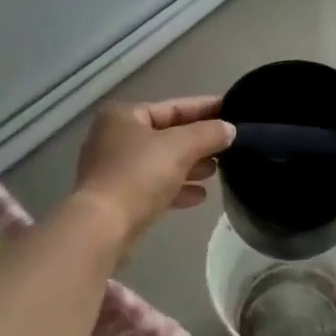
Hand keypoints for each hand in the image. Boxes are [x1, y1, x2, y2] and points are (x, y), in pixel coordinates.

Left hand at [73, 96, 236, 243]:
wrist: (103, 229)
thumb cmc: (139, 176)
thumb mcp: (180, 147)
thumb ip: (208, 134)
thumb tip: (229, 129)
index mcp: (124, 117)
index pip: (173, 107)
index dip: (205, 108)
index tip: (232, 110)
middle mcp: (115, 139)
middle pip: (167, 135)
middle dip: (199, 141)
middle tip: (230, 145)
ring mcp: (115, 170)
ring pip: (161, 163)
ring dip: (190, 166)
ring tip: (217, 171)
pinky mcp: (119, 199)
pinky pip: (154, 187)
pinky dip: (177, 188)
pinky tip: (200, 196)